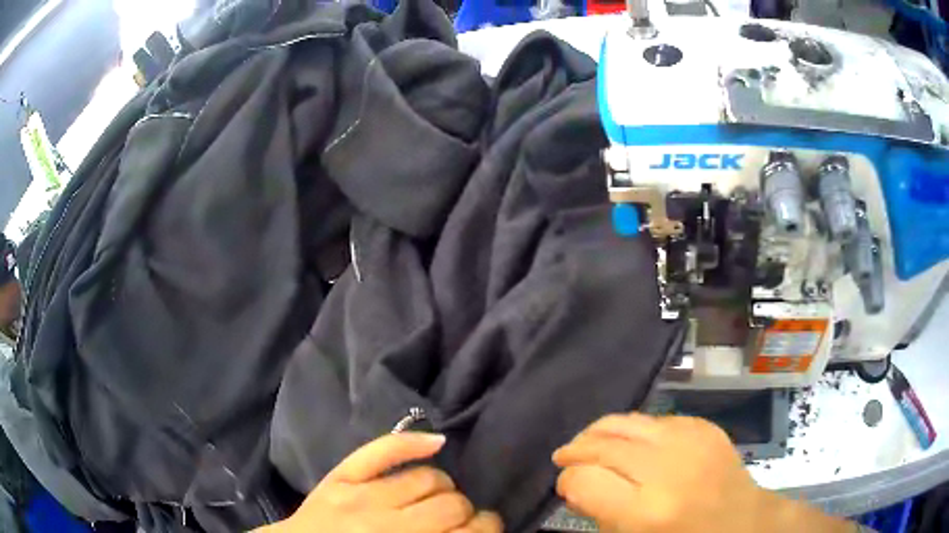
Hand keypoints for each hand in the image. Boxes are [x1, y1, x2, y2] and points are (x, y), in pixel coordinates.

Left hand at [257, 433, 501, 532]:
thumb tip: (475, 530)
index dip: (487, 529)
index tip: (489, 530)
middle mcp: (386, 526)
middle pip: (452, 505)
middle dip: (467, 513)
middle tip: (462, 521)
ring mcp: (360, 497)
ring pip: (428, 478)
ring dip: (445, 488)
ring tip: (441, 498)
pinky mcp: (339, 479)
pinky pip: (380, 450)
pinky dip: (411, 443)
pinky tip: (438, 444)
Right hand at [553, 413, 851, 532]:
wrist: (745, 523)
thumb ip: (601, 515)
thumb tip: (577, 487)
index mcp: (646, 511)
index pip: (585, 480)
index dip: (567, 482)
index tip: (565, 487)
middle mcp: (666, 470)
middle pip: (602, 445)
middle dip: (576, 451)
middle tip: (564, 457)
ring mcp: (689, 441)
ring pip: (626, 422)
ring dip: (599, 431)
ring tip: (587, 442)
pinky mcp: (703, 427)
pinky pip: (655, 420)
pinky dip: (634, 430)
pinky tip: (630, 442)